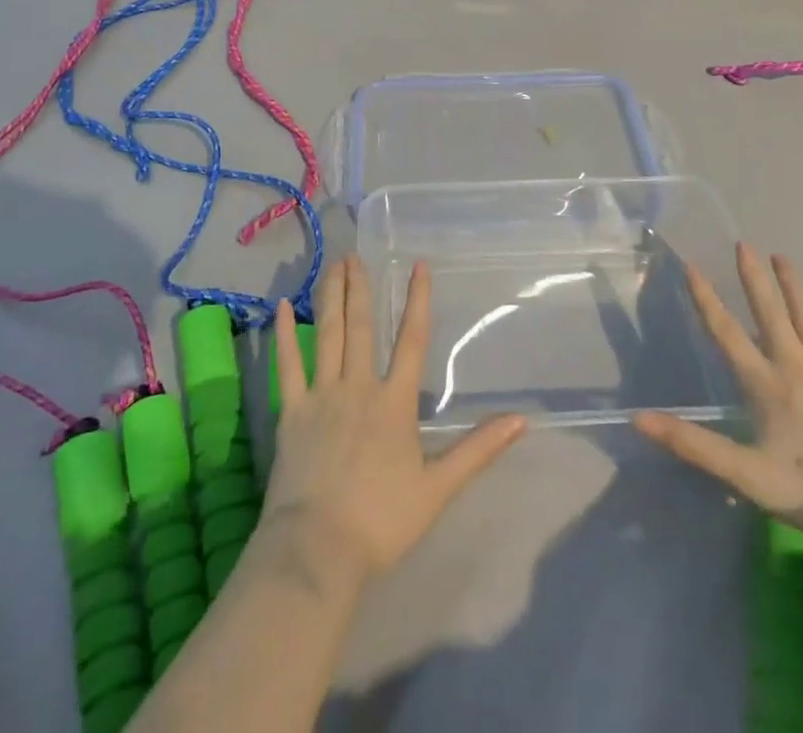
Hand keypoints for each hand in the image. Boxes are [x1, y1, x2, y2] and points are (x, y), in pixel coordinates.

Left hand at [265, 256, 527, 582]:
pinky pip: (286, 365)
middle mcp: (358, 387)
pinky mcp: (291, 411)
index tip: (419, 266)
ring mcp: (321, 395)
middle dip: (359, 288)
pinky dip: (283, 335)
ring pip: (327, 335)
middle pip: (360, 327)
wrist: (318, 549)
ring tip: (332, 266)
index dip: (417, 301)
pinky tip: (281, 306)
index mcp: (394, 403)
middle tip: (355, 254)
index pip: (411, 341)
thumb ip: (478, 450)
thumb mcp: (438, 488)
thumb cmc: (381, 521)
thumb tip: (521, 421)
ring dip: (330, 298)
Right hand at [634, 243, 802, 550]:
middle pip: (770, 314)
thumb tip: (638, 419)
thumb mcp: (748, 476)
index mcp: (766, 386)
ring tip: (780, 256)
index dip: (706, 299)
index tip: (693, 265)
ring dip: (792, 286)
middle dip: (753, 278)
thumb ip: (694, 445)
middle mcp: (796, 367)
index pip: (727, 333)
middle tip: (743, 243)